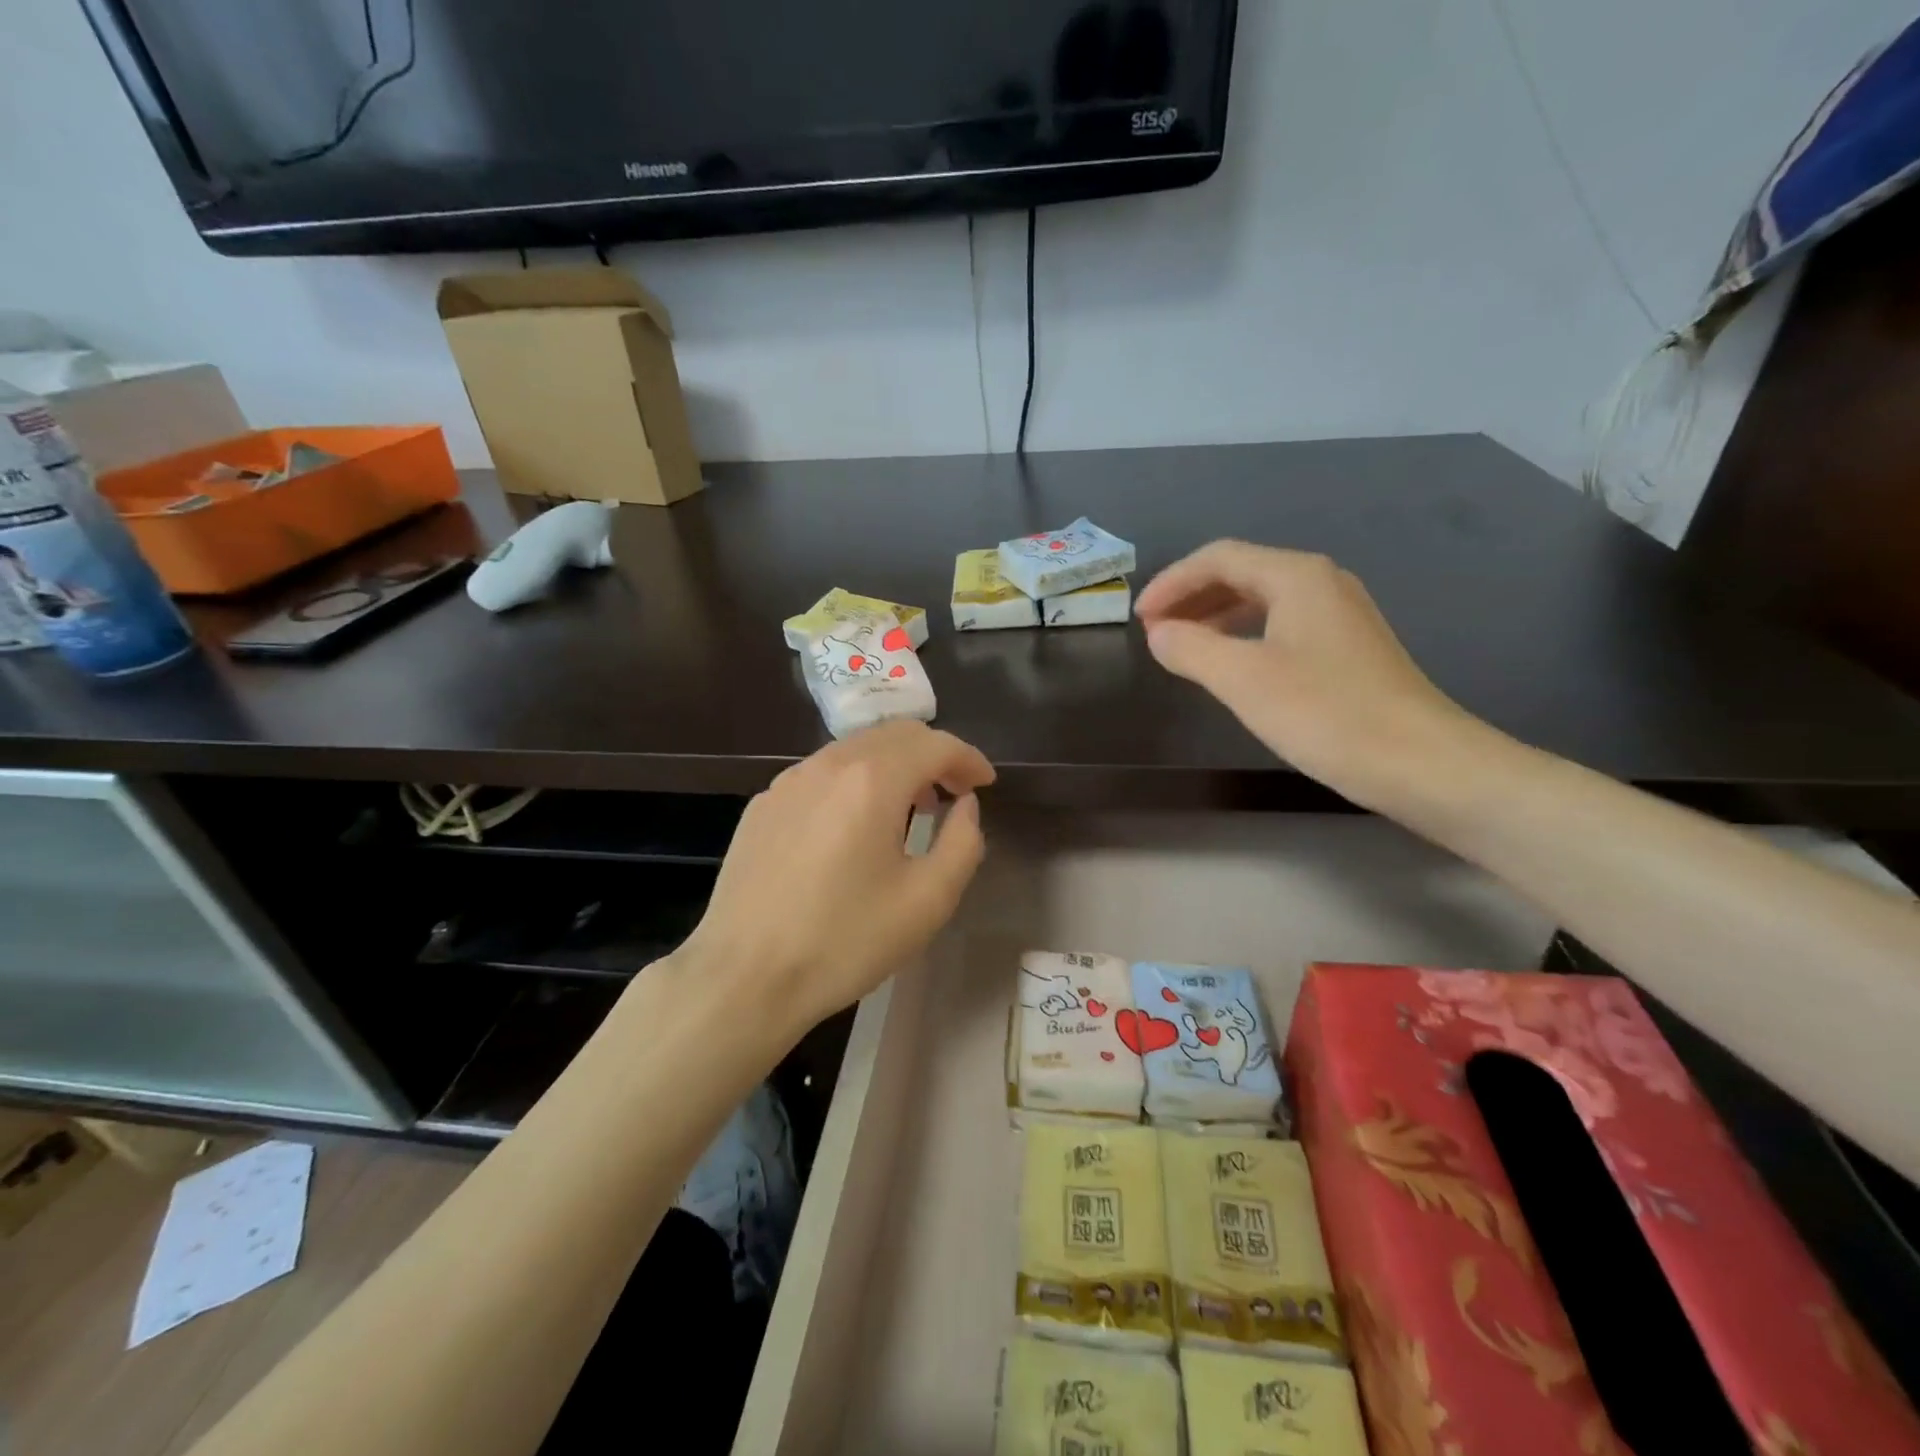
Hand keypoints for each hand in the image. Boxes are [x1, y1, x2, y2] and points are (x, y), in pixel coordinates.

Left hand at [673, 720, 994, 1043]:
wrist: (745, 978)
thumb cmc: (845, 941)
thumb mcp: (928, 900)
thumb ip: (962, 842)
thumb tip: (965, 806)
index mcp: (872, 780)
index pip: (935, 744)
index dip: (968, 758)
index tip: (985, 783)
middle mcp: (828, 765)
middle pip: (894, 735)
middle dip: (933, 755)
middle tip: (955, 791)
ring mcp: (788, 782)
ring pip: (854, 750)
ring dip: (894, 765)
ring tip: (911, 807)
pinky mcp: (762, 805)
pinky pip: (821, 774)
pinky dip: (854, 781)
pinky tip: (855, 824)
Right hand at [1135, 540, 1481, 808]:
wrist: (1422, 762)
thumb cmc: (1326, 714)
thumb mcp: (1243, 680)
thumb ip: (1191, 649)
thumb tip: (1159, 634)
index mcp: (1296, 577)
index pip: (1218, 558)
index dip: (1172, 583)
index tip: (1139, 618)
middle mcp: (1321, 583)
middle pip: (1241, 573)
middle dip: (1191, 598)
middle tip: (1154, 631)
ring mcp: (1339, 615)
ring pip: (1262, 600)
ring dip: (1215, 617)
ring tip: (1182, 647)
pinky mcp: (1348, 649)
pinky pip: (1280, 625)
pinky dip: (1243, 636)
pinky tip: (1231, 666)